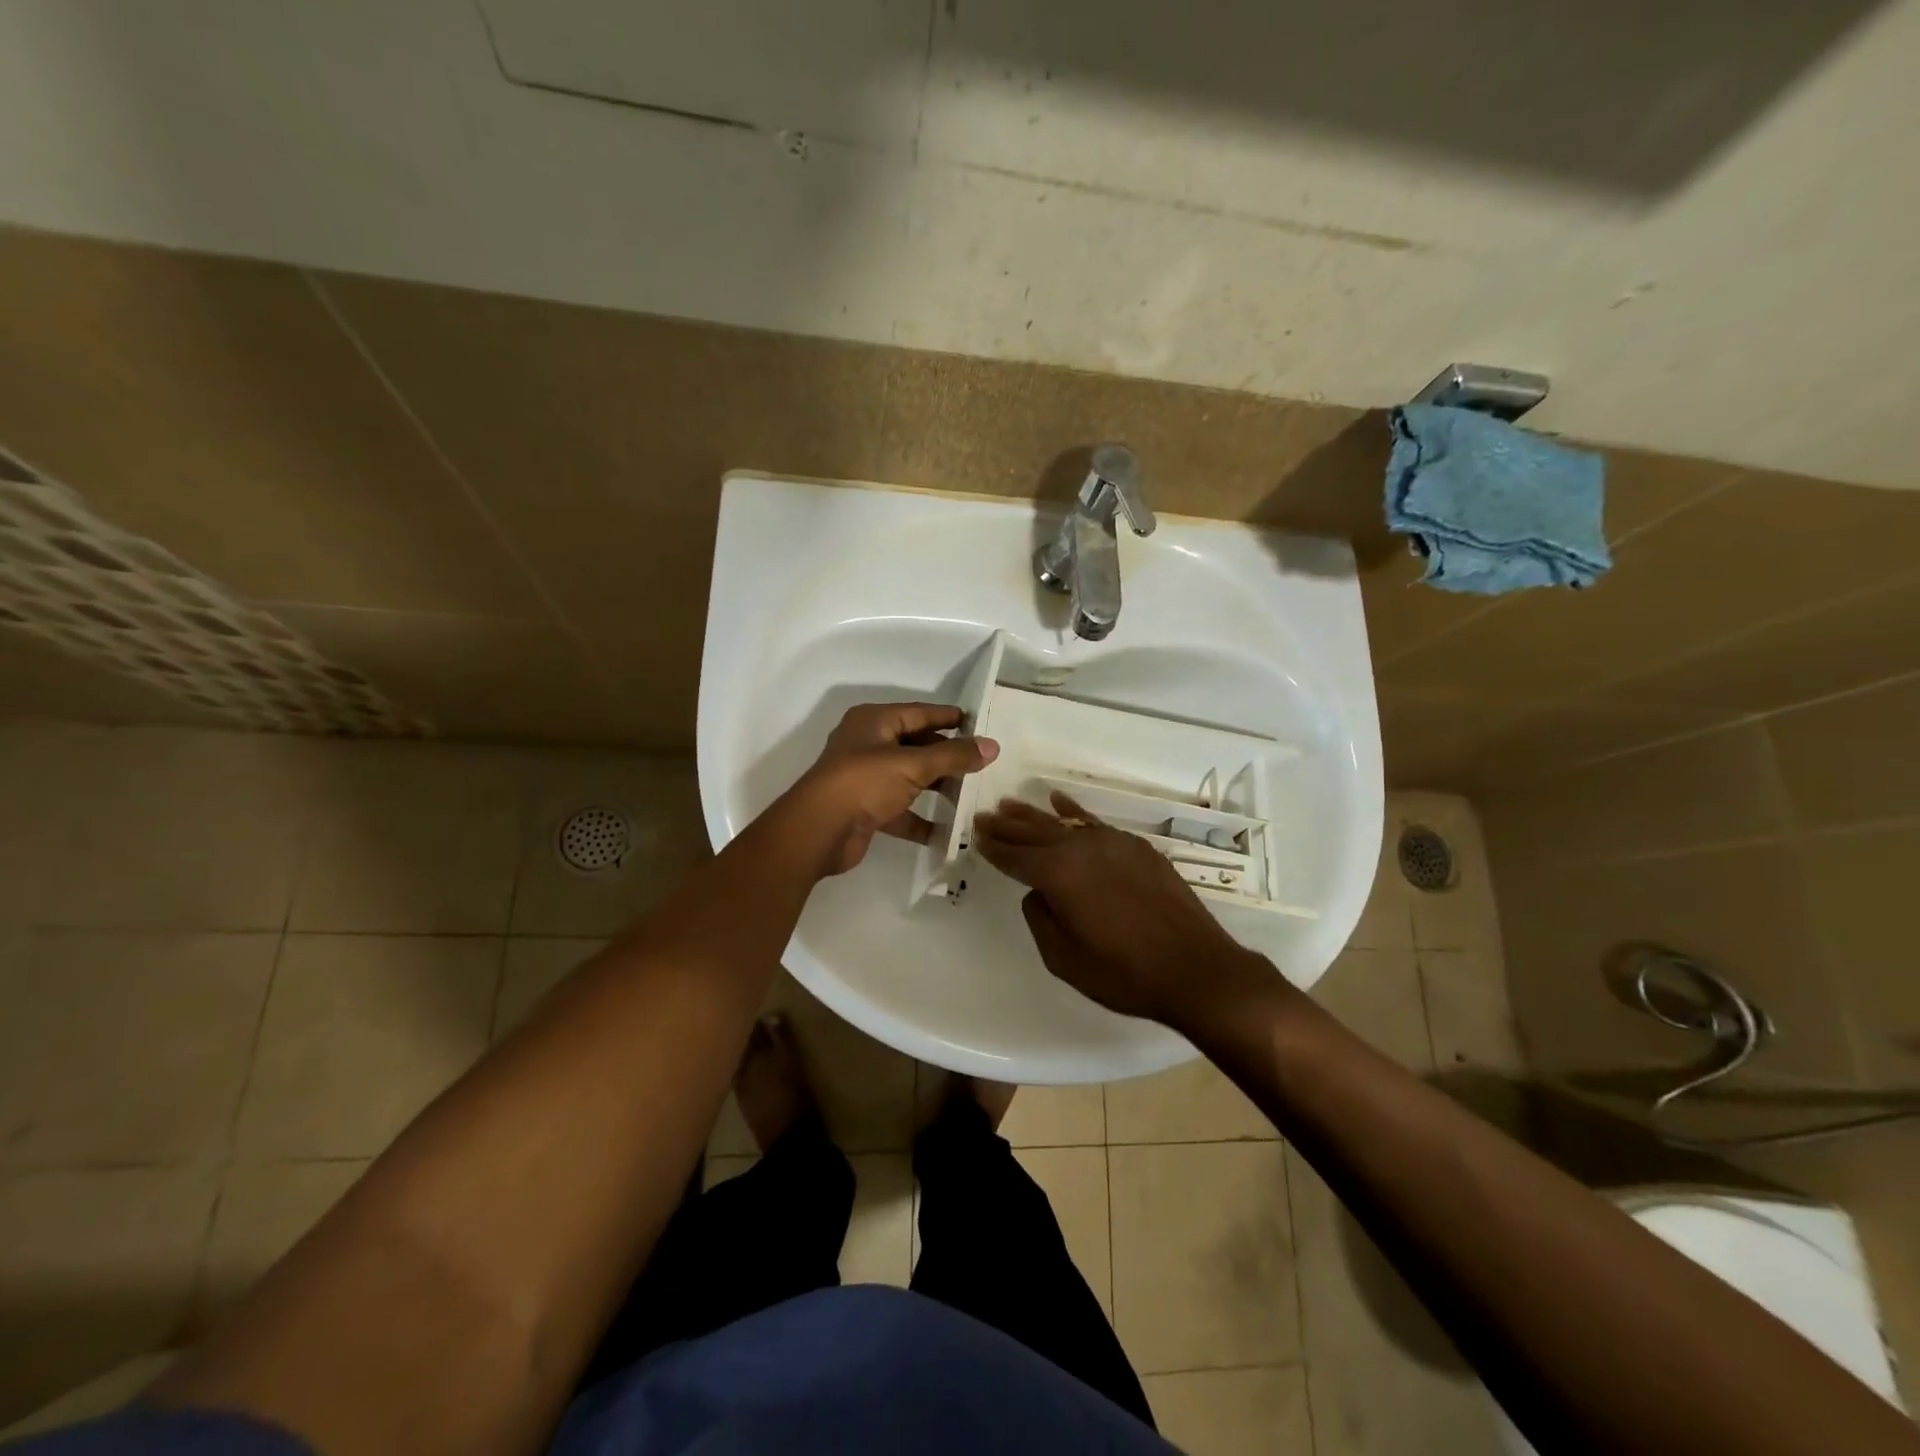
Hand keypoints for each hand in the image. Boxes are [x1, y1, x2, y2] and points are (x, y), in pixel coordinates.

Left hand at [788, 702, 997, 875]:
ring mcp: (865, 779)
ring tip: (970, 795)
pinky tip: (948, 832)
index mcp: (874, 722)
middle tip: (981, 763)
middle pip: (915, 745)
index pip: (919, 712)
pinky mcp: (866, 810)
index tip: (978, 723)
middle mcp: (868, 745)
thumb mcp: (913, 764)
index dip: (948, 717)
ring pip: (909, 778)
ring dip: (936, 787)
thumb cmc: (864, 782)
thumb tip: (992, 746)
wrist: (819, 831)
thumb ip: (954, 756)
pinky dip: (921, 819)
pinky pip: (900, 810)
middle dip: (946, 756)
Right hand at [974, 792, 1268, 1026]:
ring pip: (1063, 823)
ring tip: (1010, 804)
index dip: (993, 847)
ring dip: (1034, 815)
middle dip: (1007, 826)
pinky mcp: (1136, 847)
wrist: (1195, 969)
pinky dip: (1074, 812)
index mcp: (1058, 875)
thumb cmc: (1124, 973)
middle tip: (984, 816)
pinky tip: (1059, 803)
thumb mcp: (1063, 959)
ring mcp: (1112, 843)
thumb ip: (1040, 919)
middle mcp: (1081, 849)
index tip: (975, 834)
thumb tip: (1039, 892)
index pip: (1015, 857)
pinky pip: (1095, 822)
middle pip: (1034, 833)